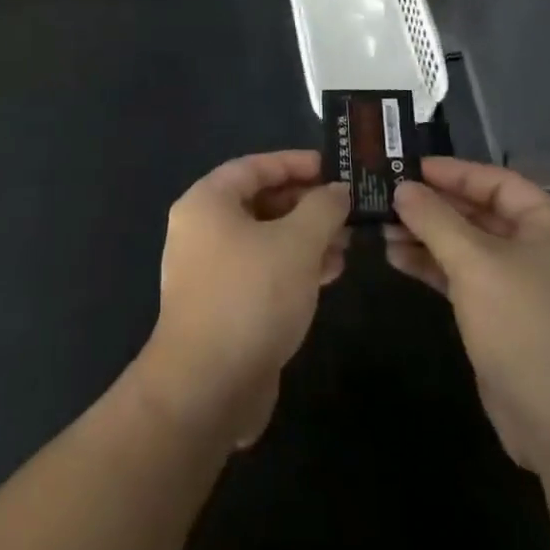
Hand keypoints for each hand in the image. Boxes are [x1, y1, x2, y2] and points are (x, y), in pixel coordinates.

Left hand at [134, 151, 349, 448]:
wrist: (208, 386)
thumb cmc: (251, 296)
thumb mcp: (297, 243)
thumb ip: (322, 208)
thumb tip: (337, 191)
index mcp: (207, 202)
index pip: (254, 166)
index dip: (295, 163)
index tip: (334, 168)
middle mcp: (202, 230)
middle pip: (260, 202)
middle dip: (306, 205)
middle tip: (347, 209)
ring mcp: (210, 270)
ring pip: (265, 239)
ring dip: (306, 238)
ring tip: (347, 243)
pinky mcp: (223, 305)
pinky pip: (262, 271)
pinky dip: (294, 267)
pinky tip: (329, 273)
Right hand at [388, 158, 549, 474]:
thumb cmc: (525, 326)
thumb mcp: (475, 263)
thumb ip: (435, 220)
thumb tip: (402, 188)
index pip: (497, 182)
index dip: (453, 172)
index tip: (409, 167)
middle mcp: (540, 250)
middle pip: (480, 213)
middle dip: (434, 206)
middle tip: (387, 196)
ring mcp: (523, 287)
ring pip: (469, 247)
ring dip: (427, 237)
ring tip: (382, 229)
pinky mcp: (505, 318)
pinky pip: (465, 278)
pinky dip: (434, 267)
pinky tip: (398, 259)